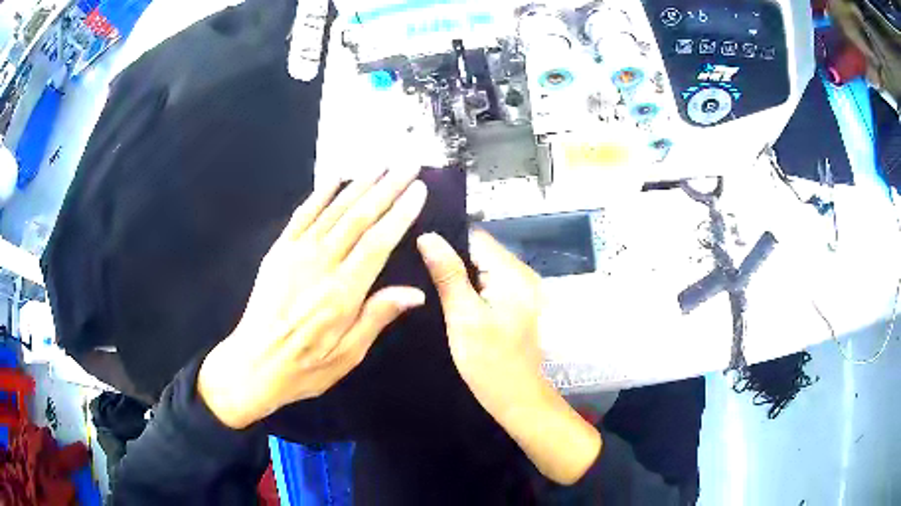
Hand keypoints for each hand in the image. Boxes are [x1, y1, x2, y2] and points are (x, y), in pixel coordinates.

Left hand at [198, 166, 427, 429]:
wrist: (253, 363)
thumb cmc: (305, 367)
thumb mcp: (348, 355)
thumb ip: (378, 317)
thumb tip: (415, 293)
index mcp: (344, 292)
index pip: (379, 242)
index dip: (401, 213)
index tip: (418, 189)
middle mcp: (322, 264)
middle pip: (360, 217)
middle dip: (387, 188)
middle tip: (407, 164)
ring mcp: (297, 253)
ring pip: (334, 210)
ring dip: (359, 184)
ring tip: (380, 164)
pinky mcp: (279, 251)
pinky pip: (302, 214)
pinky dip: (320, 193)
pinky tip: (335, 177)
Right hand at [417, 230, 600, 484]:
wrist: (518, 400)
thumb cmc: (491, 362)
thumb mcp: (464, 317)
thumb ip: (448, 275)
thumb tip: (428, 236)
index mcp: (512, 272)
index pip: (475, 236)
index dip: (445, 235)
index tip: (414, 240)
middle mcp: (521, 274)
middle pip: (479, 250)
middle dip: (448, 253)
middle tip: (411, 259)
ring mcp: (520, 290)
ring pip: (481, 267)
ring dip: (457, 271)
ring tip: (421, 273)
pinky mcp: (515, 305)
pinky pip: (487, 283)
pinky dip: (468, 286)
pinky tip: (445, 293)